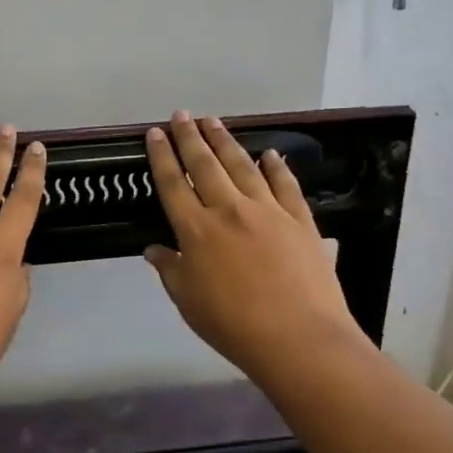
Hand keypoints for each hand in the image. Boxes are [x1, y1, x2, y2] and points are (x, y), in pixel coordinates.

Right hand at [145, 112, 361, 380]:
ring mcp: (267, 210)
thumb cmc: (234, 326)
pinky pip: (285, 184)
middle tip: (182, 115)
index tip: (155, 133)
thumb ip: (170, 271)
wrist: (299, 338)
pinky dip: (276, 167)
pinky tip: (269, 154)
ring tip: (214, 121)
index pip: (172, 184)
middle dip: (190, 137)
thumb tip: (153, 250)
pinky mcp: (299, 219)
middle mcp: (228, 210)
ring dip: (225, 141)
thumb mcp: (188, 302)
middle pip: (204, 165)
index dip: (162, 156)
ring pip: (241, 166)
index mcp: (196, 230)